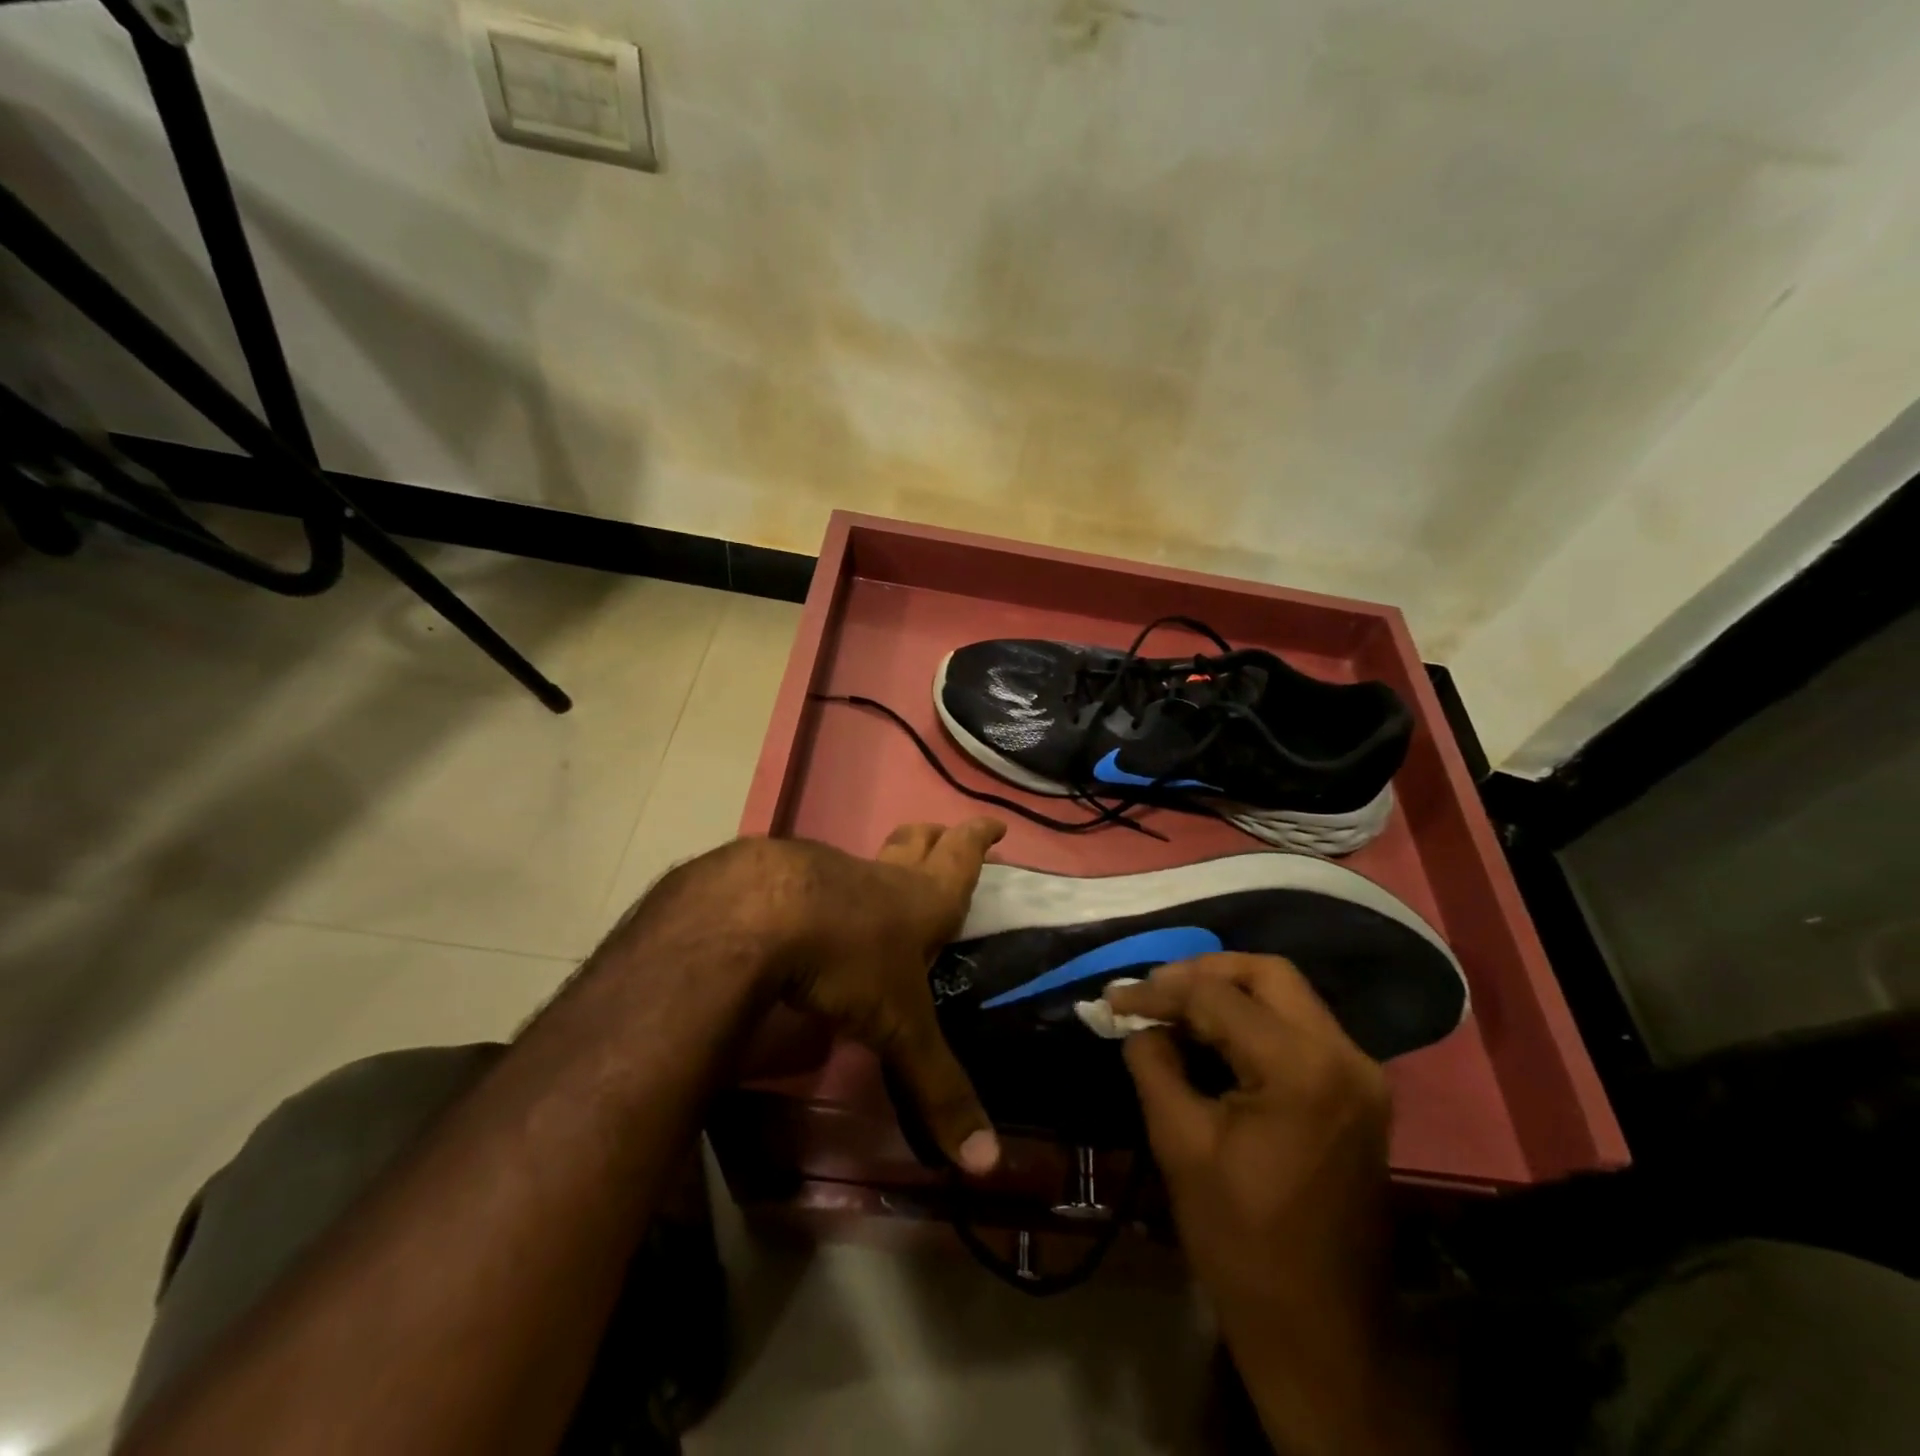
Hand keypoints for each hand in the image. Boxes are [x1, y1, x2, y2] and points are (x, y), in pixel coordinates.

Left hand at [760, 820, 1007, 1175]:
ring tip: (877, 886)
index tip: (994, 822)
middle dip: (934, 837)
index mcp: (918, 900)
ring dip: (875, 868)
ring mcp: (824, 872)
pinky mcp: (776, 879)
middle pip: (913, 842)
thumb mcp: (899, 1028)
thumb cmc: (846, 960)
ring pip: (860, 862)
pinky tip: (804, 915)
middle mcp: (876, 878)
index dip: (979, 839)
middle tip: (944, 831)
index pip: (960, 859)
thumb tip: (987, 1166)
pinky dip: (816, 890)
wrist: (756, 914)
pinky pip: (806, 880)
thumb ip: (938, 1089)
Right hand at [1109, 956, 1453, 1454]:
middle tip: (1154, 991)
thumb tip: (1139, 1022)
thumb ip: (1154, 1063)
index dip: (1159, 990)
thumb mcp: (1179, 1142)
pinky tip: (1214, 1038)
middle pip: (1268, 974)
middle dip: (1203, 972)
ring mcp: (1360, 1074)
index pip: (1218, 996)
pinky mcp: (1359, 1093)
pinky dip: (1254, 1020)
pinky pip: (1301, 1028)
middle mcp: (1344, 1056)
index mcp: (1301, 1069)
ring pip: (1288, 996)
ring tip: (1175, 1009)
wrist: (1317, 1331)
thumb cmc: (1240, 1241)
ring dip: (1229, 992)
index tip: (1114, 997)